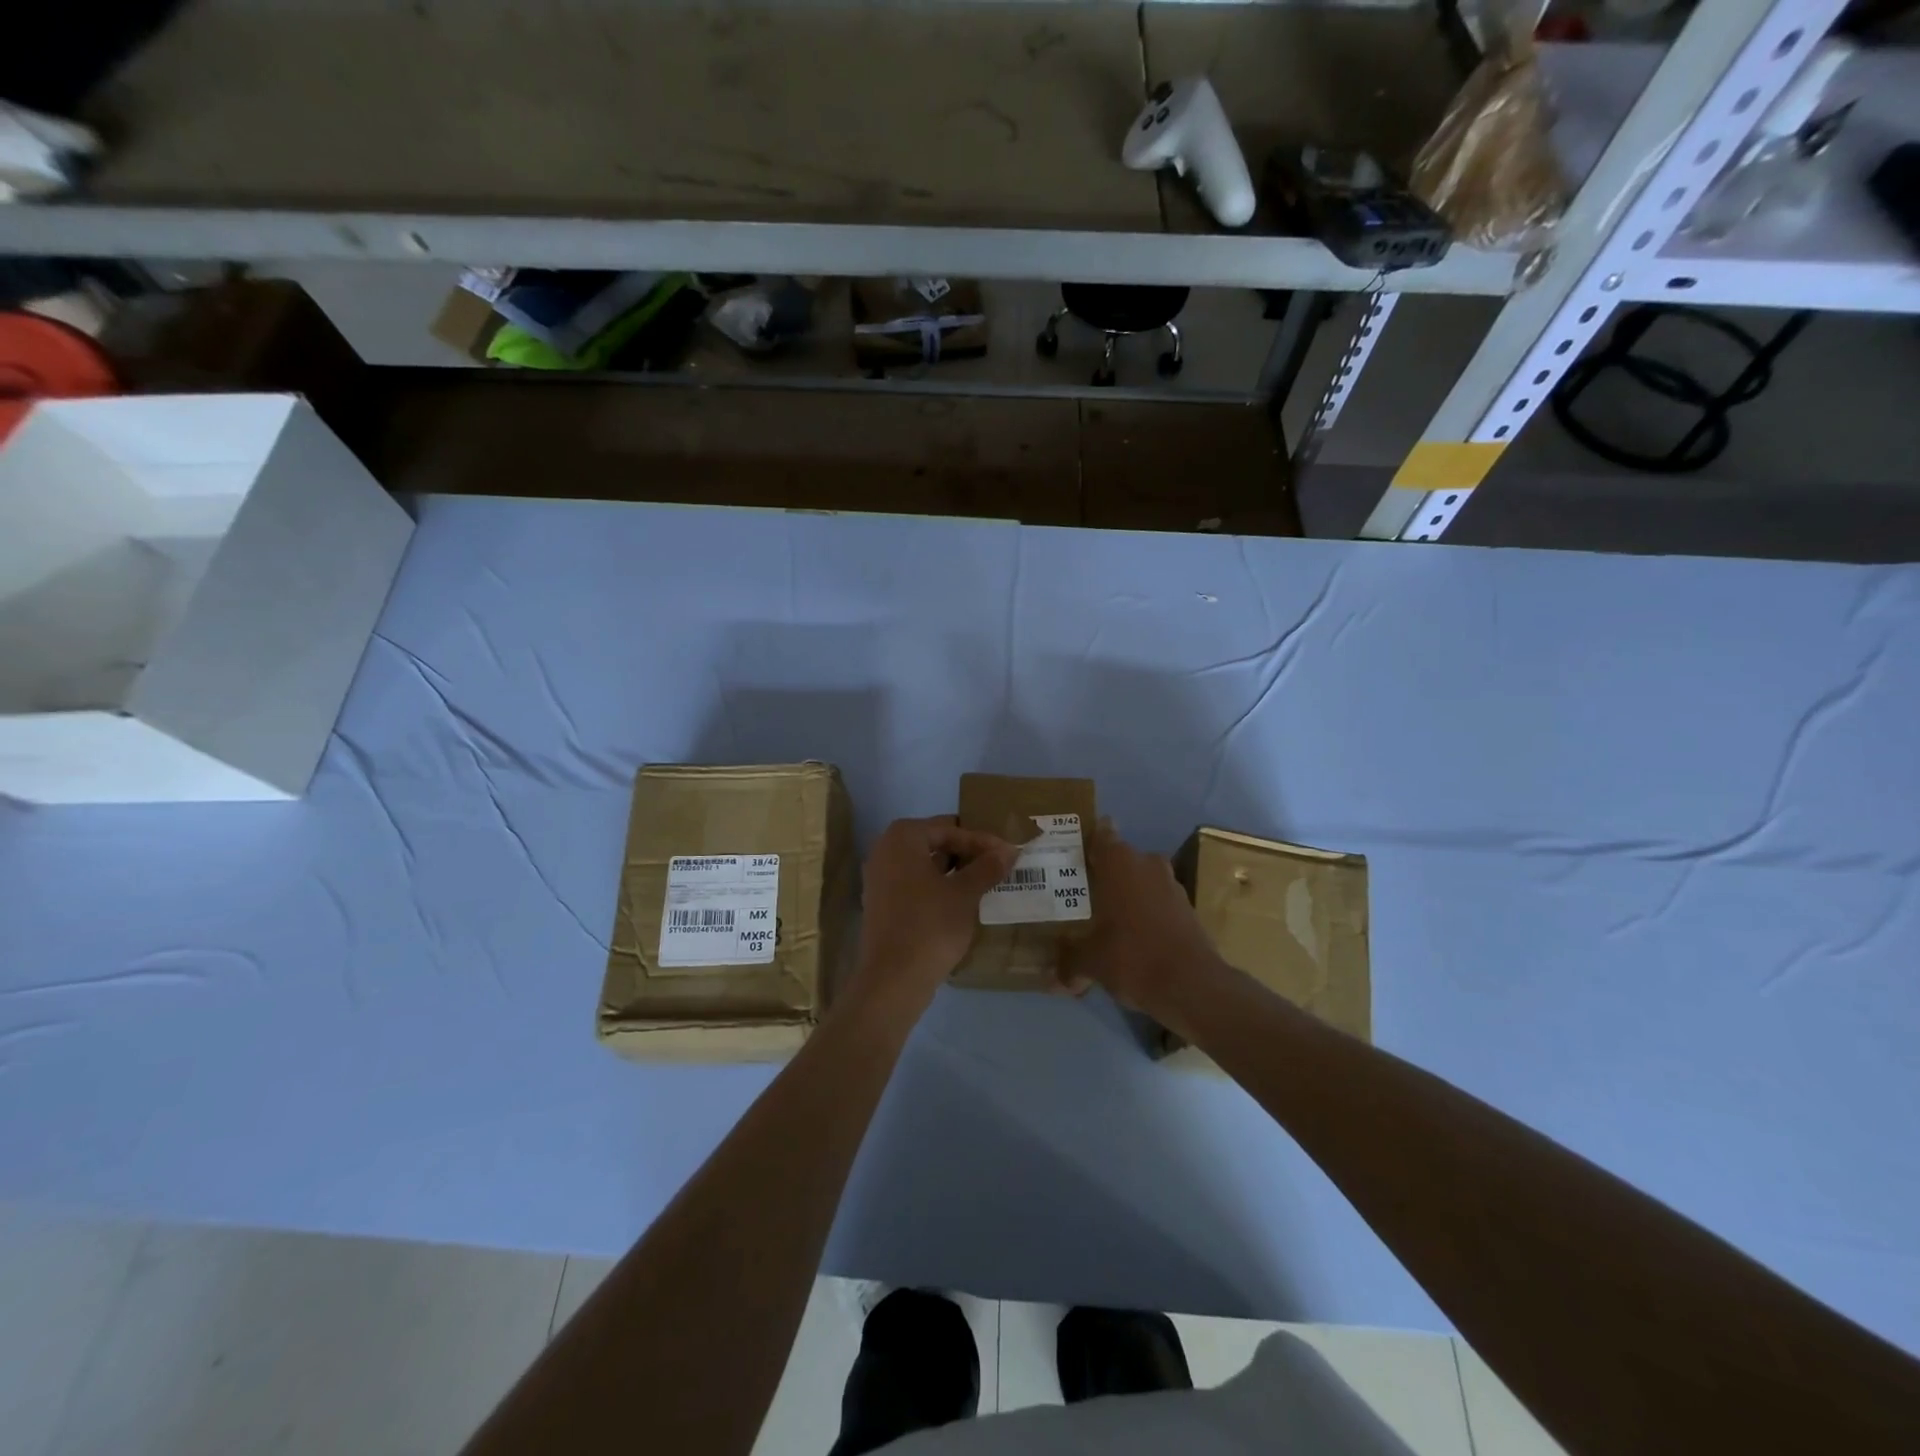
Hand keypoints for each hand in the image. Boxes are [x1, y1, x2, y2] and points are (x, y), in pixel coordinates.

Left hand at [851, 816, 1019, 1008]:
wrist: (893, 979)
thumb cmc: (930, 925)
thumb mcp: (965, 894)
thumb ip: (987, 867)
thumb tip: (1008, 850)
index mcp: (903, 838)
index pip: (949, 828)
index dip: (981, 840)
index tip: (1008, 853)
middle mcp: (885, 851)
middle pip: (935, 843)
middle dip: (967, 854)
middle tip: (999, 866)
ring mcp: (879, 879)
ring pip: (925, 866)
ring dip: (955, 872)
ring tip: (987, 883)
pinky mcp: (882, 905)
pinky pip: (916, 885)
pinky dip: (939, 889)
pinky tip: (964, 903)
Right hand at [1058, 823, 1230, 1034]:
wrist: (1192, 986)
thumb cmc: (1132, 956)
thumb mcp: (1091, 962)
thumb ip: (1069, 962)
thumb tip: (1051, 979)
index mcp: (1119, 862)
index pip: (1100, 834)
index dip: (1087, 840)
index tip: (1072, 852)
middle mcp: (1147, 864)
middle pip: (1120, 859)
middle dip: (1104, 873)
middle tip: (1080, 890)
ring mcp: (1171, 885)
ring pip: (1141, 880)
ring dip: (1126, 893)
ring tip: (1103, 916)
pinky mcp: (1187, 909)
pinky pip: (1157, 902)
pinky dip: (1145, 913)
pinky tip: (1130, 936)